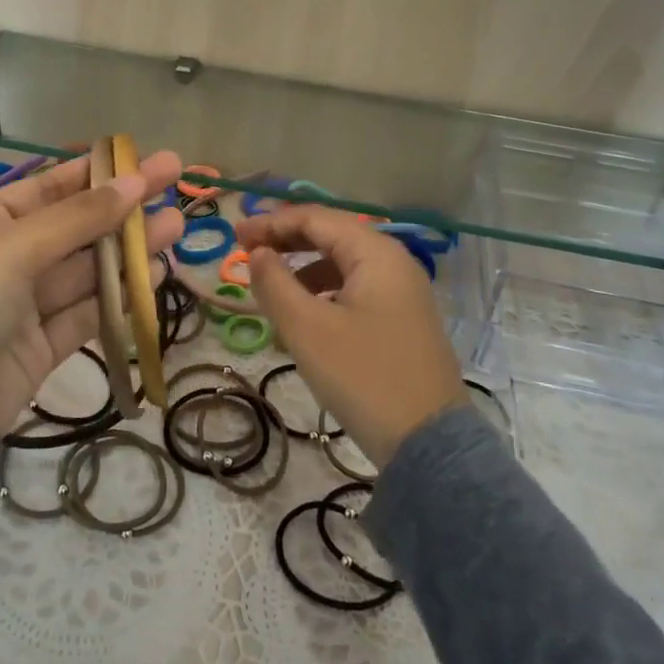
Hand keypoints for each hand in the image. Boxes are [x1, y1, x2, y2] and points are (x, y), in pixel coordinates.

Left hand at [0, 151, 184, 433]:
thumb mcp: (15, 246)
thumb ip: (79, 217)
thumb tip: (132, 182)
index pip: (51, 186)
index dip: (98, 172)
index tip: (142, 159)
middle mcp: (8, 256)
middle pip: (77, 225)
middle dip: (124, 206)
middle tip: (176, 182)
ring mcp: (26, 303)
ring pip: (88, 269)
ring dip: (130, 249)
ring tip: (178, 226)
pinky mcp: (42, 344)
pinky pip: (87, 311)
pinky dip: (120, 294)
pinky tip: (155, 274)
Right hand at [236, 205, 465, 468]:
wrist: (428, 445)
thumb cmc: (363, 377)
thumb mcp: (307, 329)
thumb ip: (275, 283)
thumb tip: (258, 253)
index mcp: (376, 253)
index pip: (316, 218)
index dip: (271, 222)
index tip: (234, 237)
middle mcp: (395, 262)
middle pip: (332, 235)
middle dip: (287, 240)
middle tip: (246, 253)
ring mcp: (404, 293)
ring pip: (344, 265)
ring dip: (304, 267)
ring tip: (271, 288)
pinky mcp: (403, 321)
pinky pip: (356, 290)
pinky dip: (324, 292)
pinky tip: (306, 316)